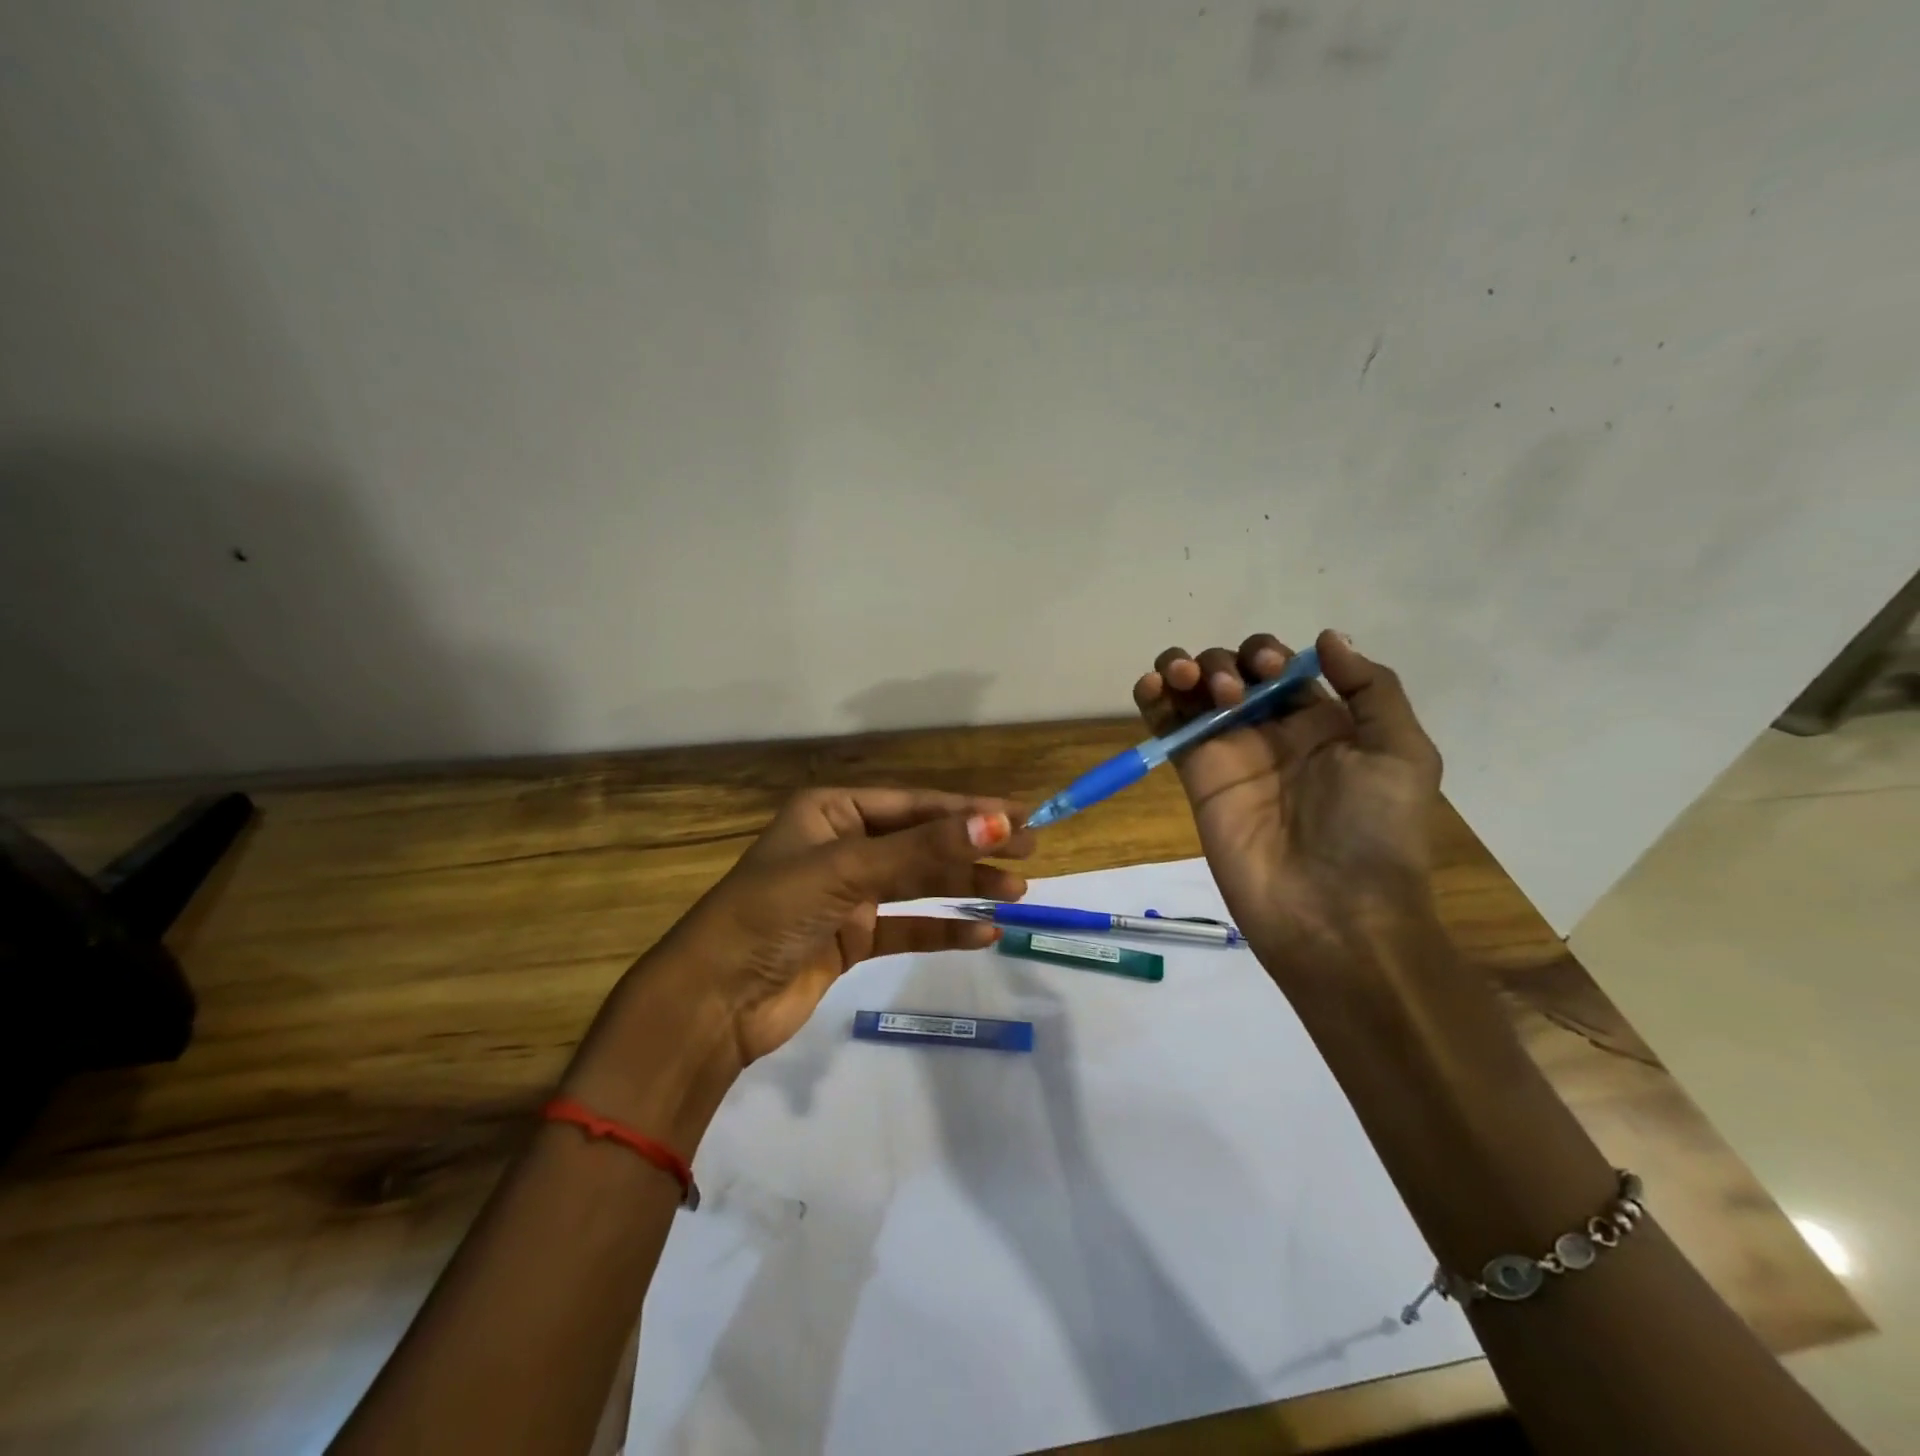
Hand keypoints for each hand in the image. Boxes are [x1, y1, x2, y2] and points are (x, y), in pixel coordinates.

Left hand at [568, 789, 1034, 1134]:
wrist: (713, 1002)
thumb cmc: (772, 913)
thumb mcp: (848, 870)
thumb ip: (924, 850)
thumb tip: (999, 823)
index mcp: (832, 811)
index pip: (914, 804)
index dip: (969, 811)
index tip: (1022, 819)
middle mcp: (842, 845)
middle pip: (921, 842)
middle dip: (973, 849)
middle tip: (1030, 855)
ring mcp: (847, 893)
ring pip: (918, 884)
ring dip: (964, 887)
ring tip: (1016, 894)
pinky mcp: (850, 938)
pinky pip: (907, 927)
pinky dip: (942, 929)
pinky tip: (982, 934)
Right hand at [1133, 629, 1441, 970]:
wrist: (1331, 910)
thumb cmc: (1373, 830)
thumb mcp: (1402, 753)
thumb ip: (1372, 689)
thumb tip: (1326, 638)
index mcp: (1321, 721)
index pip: (1281, 666)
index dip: (1269, 655)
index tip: (1272, 673)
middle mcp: (1270, 730)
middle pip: (1232, 670)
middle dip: (1226, 662)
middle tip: (1234, 692)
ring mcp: (1227, 751)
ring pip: (1193, 690)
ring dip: (1184, 667)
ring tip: (1184, 680)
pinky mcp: (1194, 774)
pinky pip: (1165, 726)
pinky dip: (1150, 697)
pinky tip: (1153, 684)